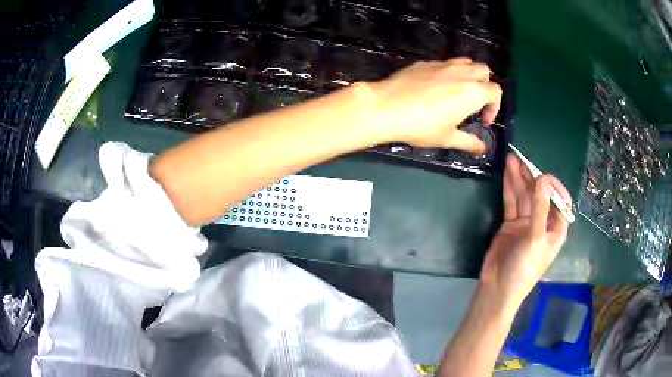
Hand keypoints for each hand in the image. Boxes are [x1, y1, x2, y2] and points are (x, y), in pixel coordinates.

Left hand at [369, 58, 501, 153]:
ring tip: (458, 92)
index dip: (494, 107)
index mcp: (472, 92)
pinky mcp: (425, 62)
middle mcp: (461, 73)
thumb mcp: (447, 138)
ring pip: (465, 62)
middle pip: (484, 71)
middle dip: (485, 85)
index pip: (495, 91)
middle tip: (474, 103)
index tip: (482, 120)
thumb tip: (483, 148)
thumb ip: (469, 142)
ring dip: (469, 75)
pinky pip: (445, 63)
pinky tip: (435, 88)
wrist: (385, 107)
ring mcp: (442, 64)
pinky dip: (449, 72)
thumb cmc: (420, 126)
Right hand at [480, 155, 571, 307]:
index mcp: (555, 229)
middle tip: (522, 160)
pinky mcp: (510, 224)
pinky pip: (512, 203)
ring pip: (524, 196)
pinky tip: (507, 173)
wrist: (497, 289)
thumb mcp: (535, 239)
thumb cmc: (524, 269)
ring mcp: (526, 223)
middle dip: (533, 178)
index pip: (561, 203)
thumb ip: (539, 209)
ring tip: (512, 159)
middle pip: (540, 195)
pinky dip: (509, 188)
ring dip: (519, 179)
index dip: (555, 188)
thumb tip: (543, 180)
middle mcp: (542, 223)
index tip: (544, 176)